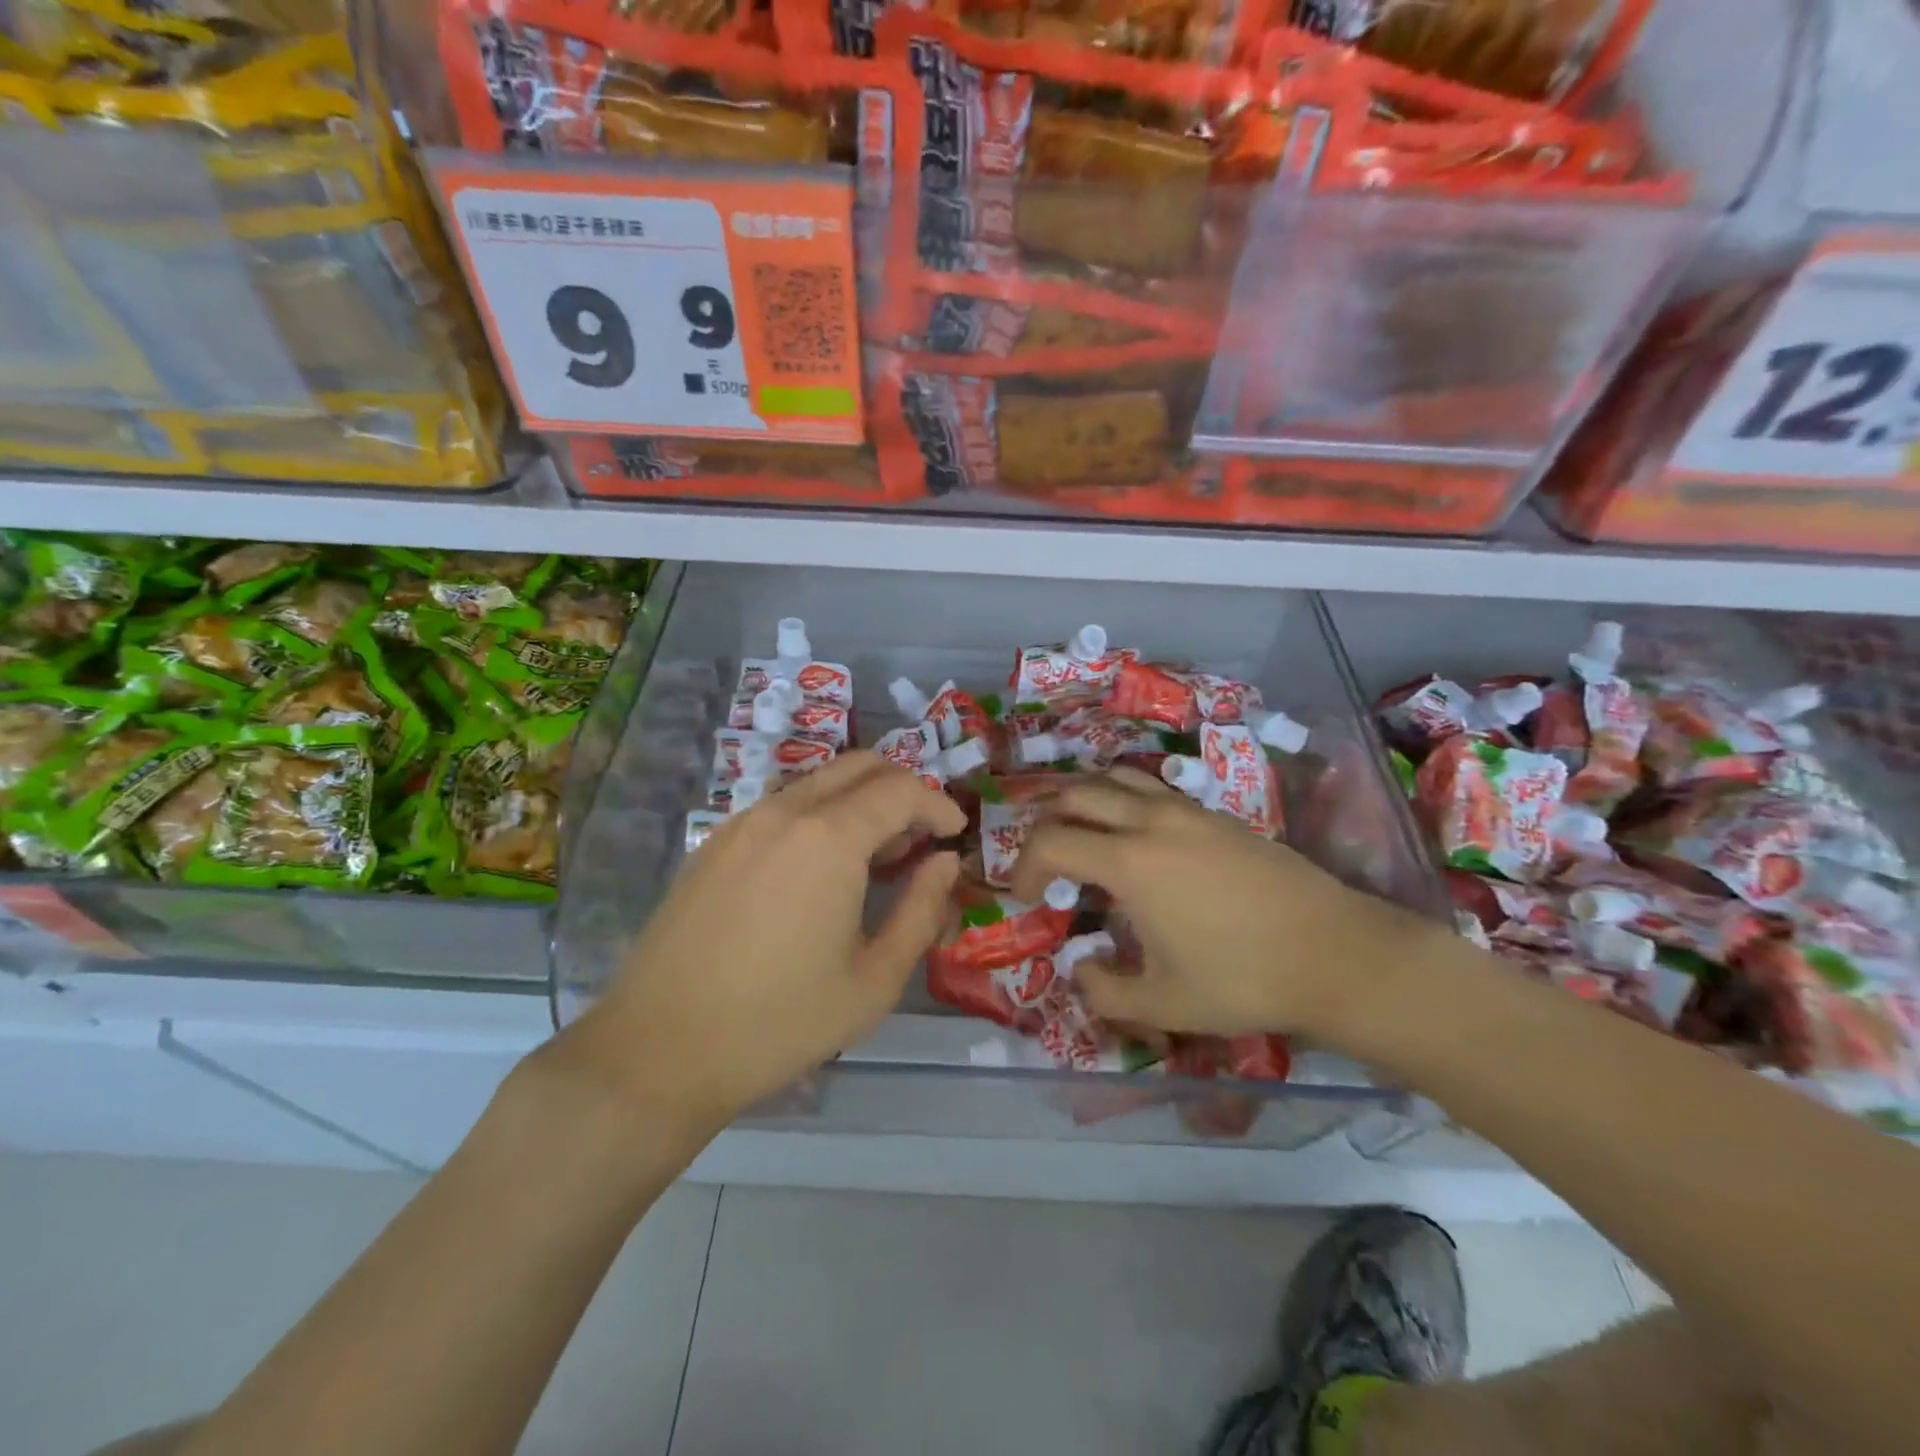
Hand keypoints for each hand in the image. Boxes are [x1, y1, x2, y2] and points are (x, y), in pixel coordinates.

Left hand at [560, 753, 964, 1133]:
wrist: (659, 1050)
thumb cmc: (780, 1021)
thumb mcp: (874, 980)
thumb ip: (921, 911)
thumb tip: (945, 862)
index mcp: (830, 838)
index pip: (902, 789)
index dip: (938, 805)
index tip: (956, 834)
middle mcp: (785, 811)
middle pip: (860, 766)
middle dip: (903, 788)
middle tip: (921, 837)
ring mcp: (742, 822)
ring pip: (818, 782)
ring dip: (859, 800)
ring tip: (874, 856)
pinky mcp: (713, 843)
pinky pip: (781, 805)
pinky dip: (818, 815)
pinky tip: (818, 869)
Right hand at [1009, 767, 1430, 1043]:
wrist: (1336, 952)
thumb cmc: (1244, 979)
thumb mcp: (1164, 1003)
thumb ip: (1104, 990)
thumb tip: (1080, 967)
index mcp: (1130, 862)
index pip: (1051, 841)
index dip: (1022, 866)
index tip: (1023, 897)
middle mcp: (1152, 821)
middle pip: (1076, 794)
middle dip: (1046, 822)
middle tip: (1045, 861)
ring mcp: (1188, 811)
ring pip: (1116, 778)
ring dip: (1085, 799)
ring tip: (1081, 834)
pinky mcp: (1216, 815)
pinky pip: (1152, 788)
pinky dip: (1123, 799)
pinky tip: (1136, 837)